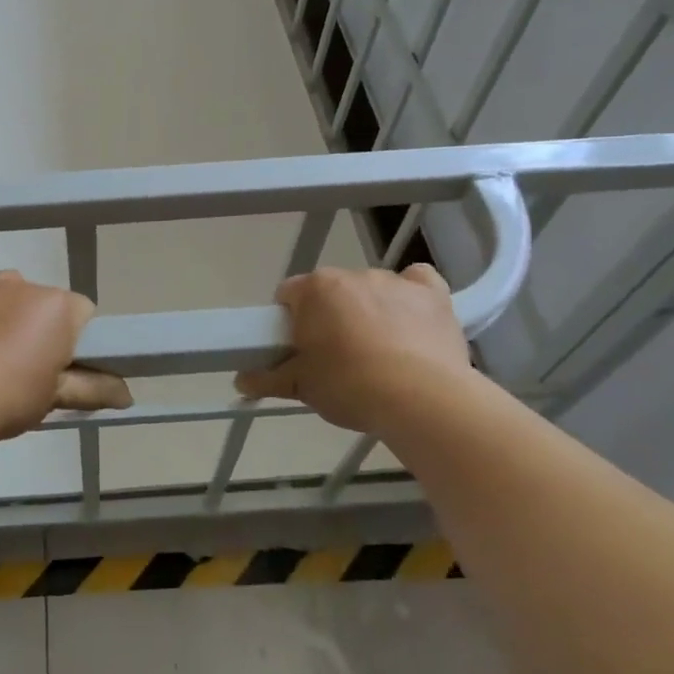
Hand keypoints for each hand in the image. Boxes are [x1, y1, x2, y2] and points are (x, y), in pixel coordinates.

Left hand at [0, 264, 131, 437]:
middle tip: (22, 364)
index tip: (59, 365)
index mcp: (60, 307)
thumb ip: (94, 388)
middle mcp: (28, 284)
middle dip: (39, 324)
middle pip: (44, 300)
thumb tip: (128, 394)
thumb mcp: (55, 397)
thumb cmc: (9, 398)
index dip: (74, 339)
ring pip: (10, 288)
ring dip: (8, 308)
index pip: (82, 313)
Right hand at [233, 264, 470, 435]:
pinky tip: (413, 321)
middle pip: (331, 292)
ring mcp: (393, 281)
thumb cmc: (349, 386)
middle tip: (335, 358)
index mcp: (314, 289)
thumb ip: (268, 378)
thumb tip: (241, 381)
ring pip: (371, 290)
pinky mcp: (431, 293)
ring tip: (380, 354)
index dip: (290, 322)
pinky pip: (416, 282)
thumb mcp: (301, 387)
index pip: (289, 295)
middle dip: (330, 317)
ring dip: (369, 311)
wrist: (420, 399)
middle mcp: (351, 274)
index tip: (298, 349)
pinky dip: (412, 296)